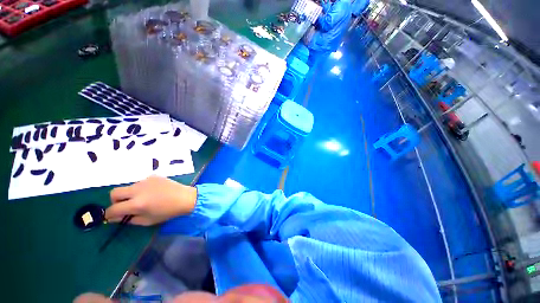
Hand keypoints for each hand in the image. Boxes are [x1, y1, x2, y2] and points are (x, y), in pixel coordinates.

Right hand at [105, 176, 197, 225]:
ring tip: (144, 199)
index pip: (113, 209)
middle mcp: (138, 190)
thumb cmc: (168, 212)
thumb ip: (129, 219)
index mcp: (137, 204)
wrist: (185, 197)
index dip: (109, 215)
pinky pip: (141, 183)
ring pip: (128, 187)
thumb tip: (115, 217)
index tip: (112, 216)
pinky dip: (142, 188)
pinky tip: (153, 192)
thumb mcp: (147, 221)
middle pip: (114, 193)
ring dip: (130, 194)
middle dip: (115, 201)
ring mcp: (146, 181)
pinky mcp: (153, 176)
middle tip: (125, 206)